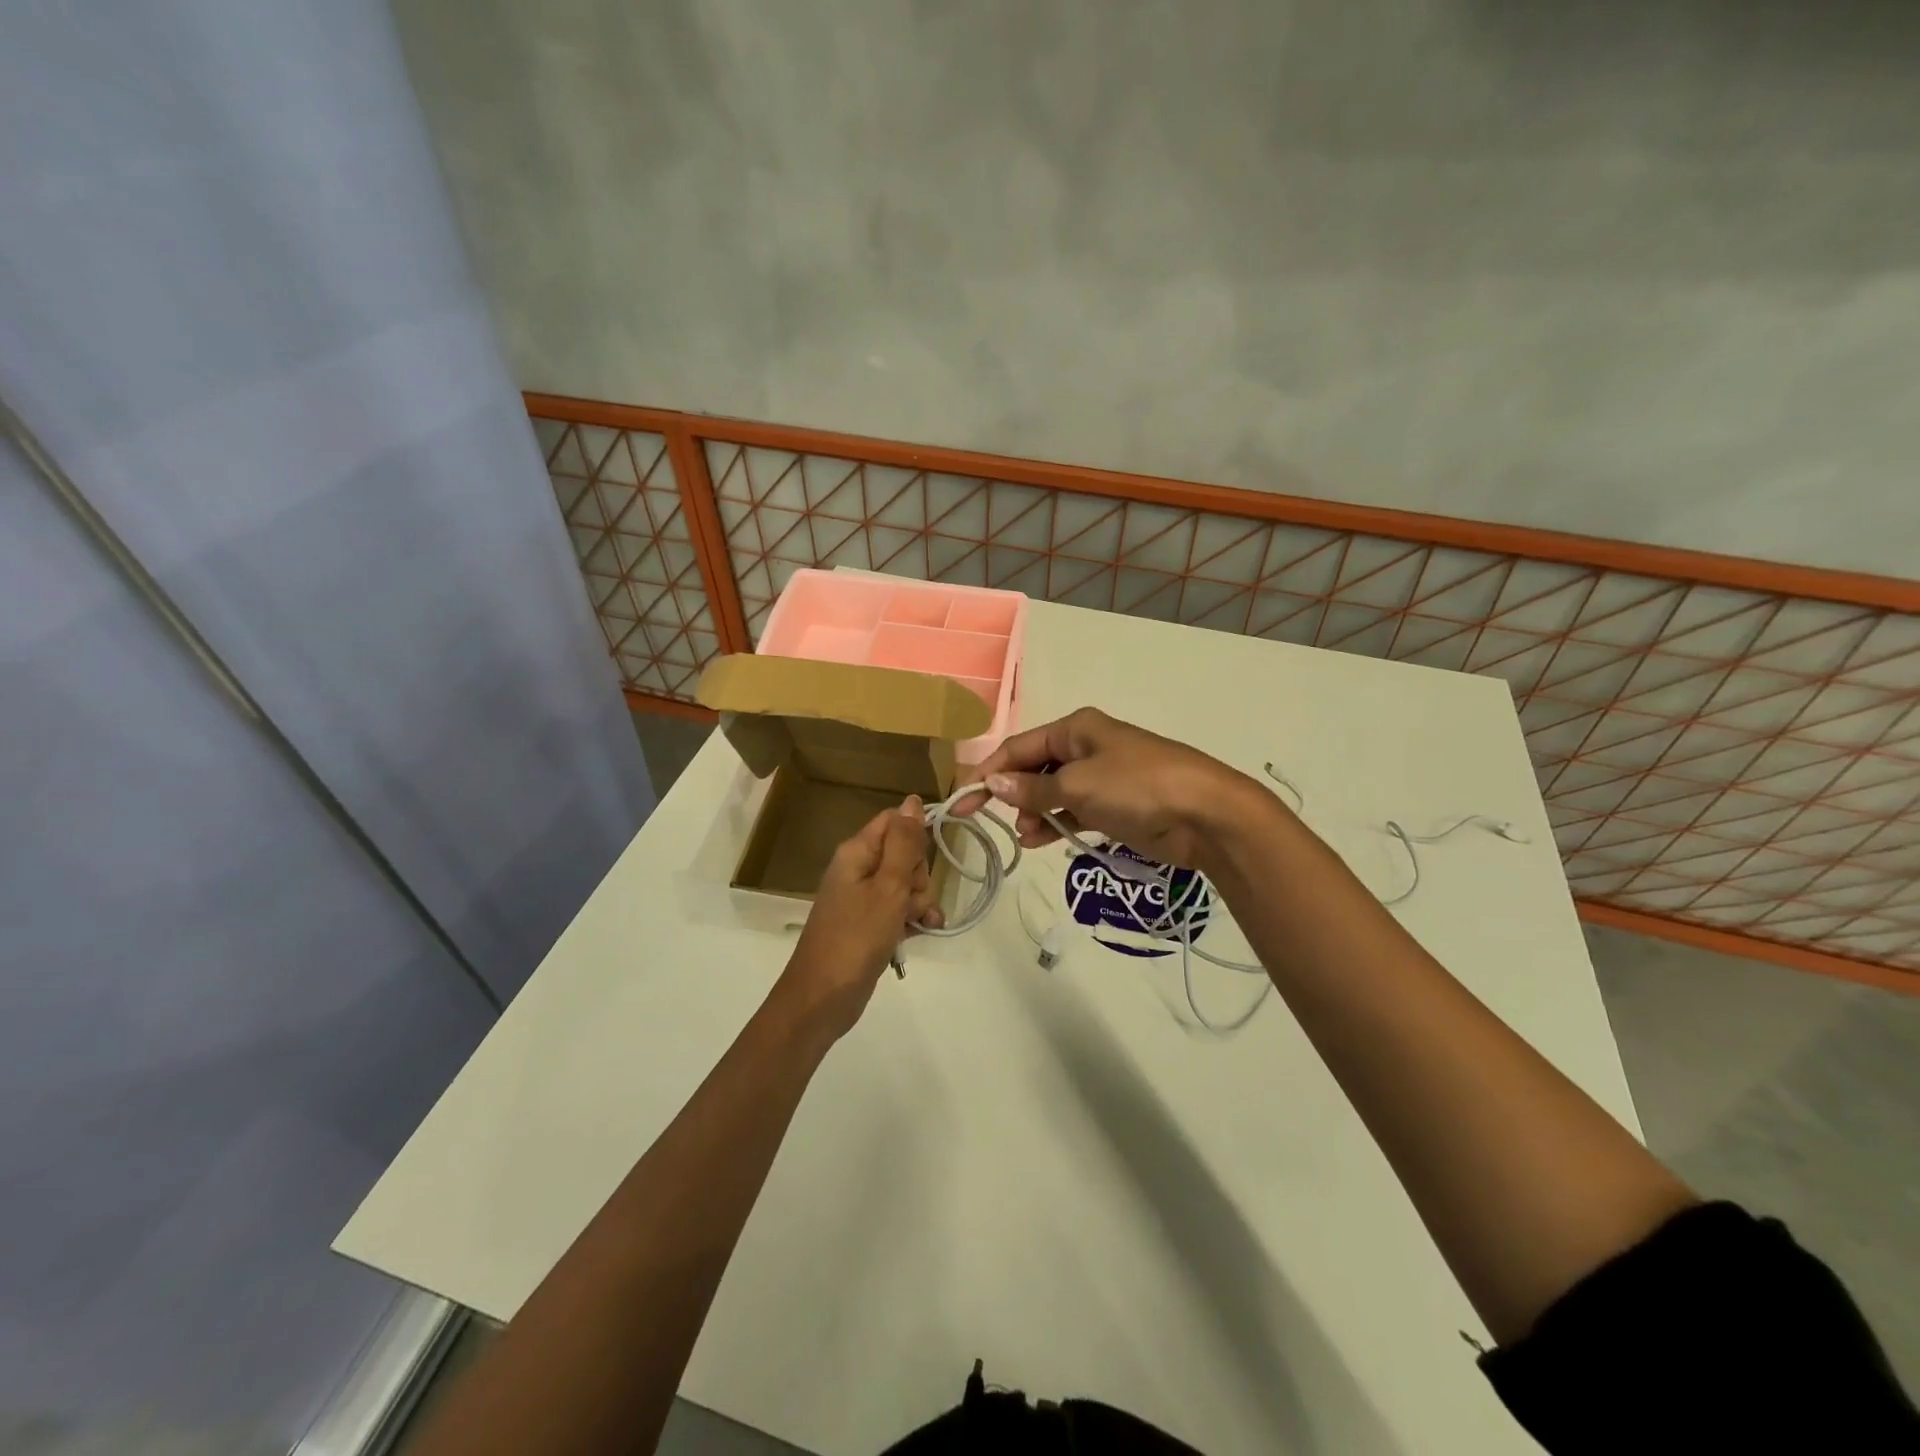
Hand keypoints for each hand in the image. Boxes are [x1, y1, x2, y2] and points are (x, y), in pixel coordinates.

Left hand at [776, 796, 942, 1043]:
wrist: (822, 997)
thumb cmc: (856, 937)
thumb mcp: (888, 886)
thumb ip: (904, 843)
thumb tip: (913, 800)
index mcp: (857, 852)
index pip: (895, 821)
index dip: (916, 836)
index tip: (926, 860)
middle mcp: (858, 868)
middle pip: (905, 853)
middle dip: (919, 877)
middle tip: (909, 901)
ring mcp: (863, 897)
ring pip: (906, 884)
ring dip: (919, 902)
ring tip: (917, 923)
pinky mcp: (869, 923)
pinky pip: (899, 909)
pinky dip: (912, 919)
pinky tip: (922, 932)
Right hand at [957, 708, 1267, 871]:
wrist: (1207, 813)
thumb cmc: (1138, 787)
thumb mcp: (1078, 786)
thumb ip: (1033, 790)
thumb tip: (994, 785)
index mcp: (1075, 729)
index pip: (1019, 747)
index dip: (988, 773)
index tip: (963, 800)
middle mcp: (1086, 747)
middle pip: (1034, 769)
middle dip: (1012, 794)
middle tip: (990, 822)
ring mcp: (1102, 777)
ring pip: (1053, 793)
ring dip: (1034, 813)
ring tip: (1025, 836)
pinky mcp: (1116, 805)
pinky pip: (1074, 811)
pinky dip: (1057, 824)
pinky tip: (1041, 841)